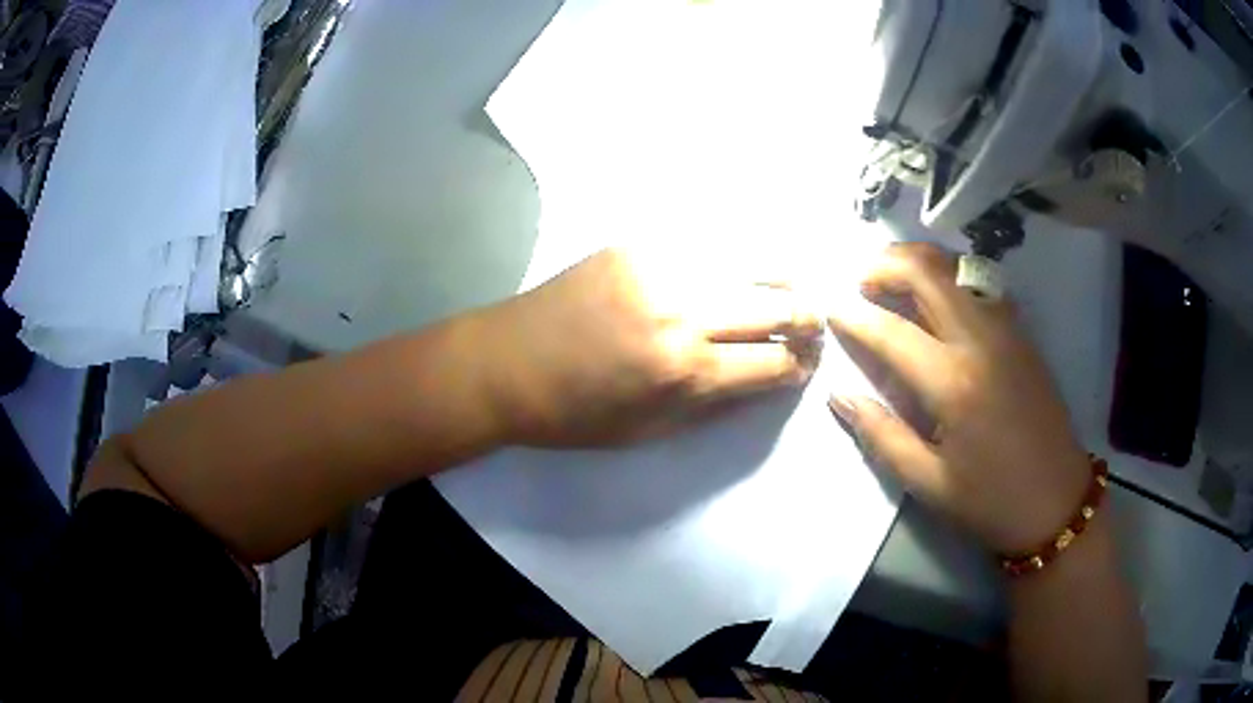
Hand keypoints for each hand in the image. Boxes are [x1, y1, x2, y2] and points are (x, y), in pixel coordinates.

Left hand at [481, 249, 821, 446]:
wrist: (504, 364)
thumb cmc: (573, 415)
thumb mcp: (649, 432)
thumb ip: (717, 405)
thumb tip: (769, 379)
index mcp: (684, 370)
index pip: (773, 363)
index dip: (799, 368)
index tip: (804, 366)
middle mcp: (683, 309)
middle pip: (777, 305)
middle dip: (806, 319)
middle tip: (810, 325)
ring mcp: (659, 265)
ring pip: (752, 259)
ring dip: (780, 279)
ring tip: (786, 289)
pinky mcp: (636, 242)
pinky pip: (706, 240)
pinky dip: (734, 254)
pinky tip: (739, 264)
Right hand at [827, 243, 1089, 553]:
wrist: (1056, 499)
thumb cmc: (990, 499)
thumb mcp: (928, 482)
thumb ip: (881, 435)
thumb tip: (839, 396)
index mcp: (952, 383)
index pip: (892, 331)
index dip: (855, 317)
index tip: (830, 309)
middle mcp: (980, 341)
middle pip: (928, 274)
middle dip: (886, 265)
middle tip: (860, 280)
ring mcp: (1006, 330)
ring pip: (957, 268)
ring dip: (919, 262)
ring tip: (893, 277)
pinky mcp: (1021, 333)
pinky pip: (980, 284)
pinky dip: (951, 276)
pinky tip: (939, 296)